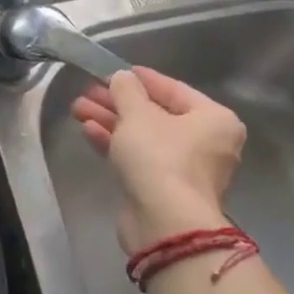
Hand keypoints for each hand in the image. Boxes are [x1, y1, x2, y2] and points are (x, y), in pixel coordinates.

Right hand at [71, 67, 245, 253]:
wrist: (164, 222)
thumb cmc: (160, 156)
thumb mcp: (138, 114)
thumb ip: (127, 90)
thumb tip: (122, 77)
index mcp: (214, 119)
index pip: (174, 89)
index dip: (141, 78)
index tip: (114, 71)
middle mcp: (207, 143)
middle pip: (156, 114)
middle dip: (118, 103)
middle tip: (87, 92)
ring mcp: (186, 169)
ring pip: (144, 137)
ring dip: (111, 122)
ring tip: (78, 109)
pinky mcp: (164, 190)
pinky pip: (140, 158)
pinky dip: (116, 144)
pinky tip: (88, 130)